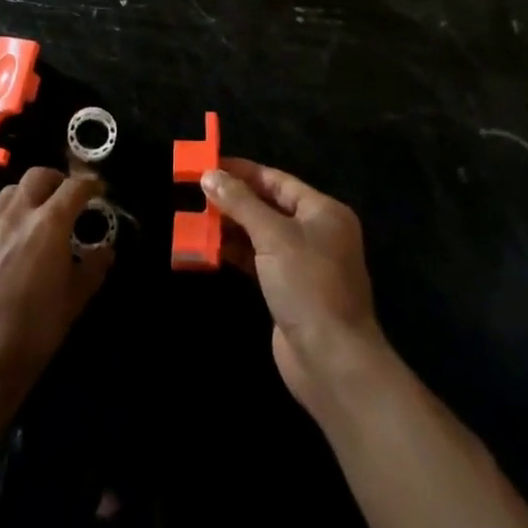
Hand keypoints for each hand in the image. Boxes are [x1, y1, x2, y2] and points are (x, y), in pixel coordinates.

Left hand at [0, 168, 112, 415]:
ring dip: (29, 195)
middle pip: (37, 176)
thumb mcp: (73, 302)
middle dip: (57, 181)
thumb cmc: (33, 333)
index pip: (73, 187)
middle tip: (67, 200)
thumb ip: (92, 269)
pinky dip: (8, 221)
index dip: (89, 185)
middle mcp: (16, 216)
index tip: (98, 191)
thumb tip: (105, 251)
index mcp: (48, 225)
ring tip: (39, 217)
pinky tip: (12, 249)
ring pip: (10, 192)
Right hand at [203, 159, 388, 410]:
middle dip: (234, 199)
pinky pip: (258, 261)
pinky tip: (209, 248)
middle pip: (269, 205)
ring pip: (261, 234)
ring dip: (231, 227)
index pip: (277, 180)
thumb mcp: (273, 236)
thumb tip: (210, 175)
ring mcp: (303, 263)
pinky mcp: (288, 290)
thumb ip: (241, 203)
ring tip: (196, 217)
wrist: (331, 361)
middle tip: (196, 191)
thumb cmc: (308, 285)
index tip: (209, 165)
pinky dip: (236, 253)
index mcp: (323, 211)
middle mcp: (316, 232)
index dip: (243, 172)